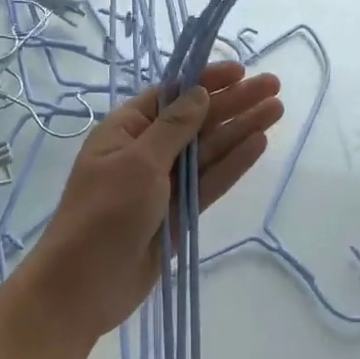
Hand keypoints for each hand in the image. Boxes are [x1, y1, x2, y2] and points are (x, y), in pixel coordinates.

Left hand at [24, 60, 283, 345]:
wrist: (83, 287)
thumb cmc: (102, 215)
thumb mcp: (137, 164)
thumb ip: (174, 129)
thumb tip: (199, 93)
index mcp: (125, 130)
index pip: (171, 95)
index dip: (206, 81)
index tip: (241, 71)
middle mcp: (146, 152)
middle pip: (196, 121)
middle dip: (233, 103)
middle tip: (274, 87)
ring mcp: (164, 184)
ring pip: (208, 150)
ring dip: (240, 129)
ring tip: (276, 110)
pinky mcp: (178, 213)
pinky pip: (209, 182)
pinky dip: (233, 164)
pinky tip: (258, 144)